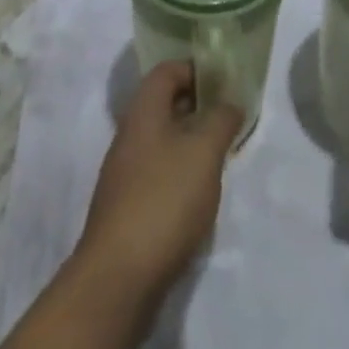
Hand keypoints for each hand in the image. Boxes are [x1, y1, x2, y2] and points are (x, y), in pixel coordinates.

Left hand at [73, 60, 240, 308]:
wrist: (118, 279)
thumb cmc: (164, 199)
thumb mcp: (204, 152)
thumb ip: (221, 120)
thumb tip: (230, 102)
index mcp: (143, 111)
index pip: (167, 71)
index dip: (196, 70)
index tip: (224, 84)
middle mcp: (129, 135)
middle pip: (164, 105)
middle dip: (197, 108)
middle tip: (228, 120)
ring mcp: (124, 173)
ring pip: (162, 141)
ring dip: (190, 143)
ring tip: (219, 158)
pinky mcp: (127, 208)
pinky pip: (157, 174)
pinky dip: (179, 174)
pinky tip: (198, 196)